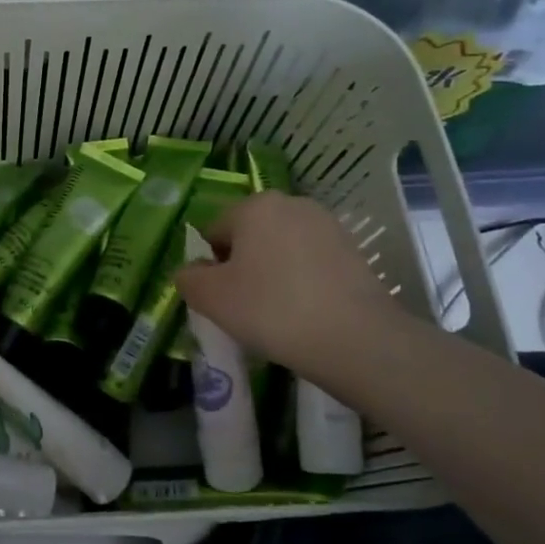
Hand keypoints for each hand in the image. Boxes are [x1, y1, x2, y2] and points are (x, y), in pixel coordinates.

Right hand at [175, 192, 406, 376]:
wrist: (355, 339)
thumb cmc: (272, 310)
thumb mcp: (211, 298)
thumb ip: (188, 278)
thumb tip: (192, 271)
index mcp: (254, 206)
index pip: (214, 231)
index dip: (211, 266)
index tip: (223, 298)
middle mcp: (291, 204)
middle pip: (249, 236)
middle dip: (243, 266)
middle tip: (246, 307)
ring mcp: (327, 225)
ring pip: (281, 249)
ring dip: (272, 273)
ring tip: (278, 313)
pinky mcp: (353, 250)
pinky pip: (310, 262)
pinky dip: (301, 282)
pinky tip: (306, 312)